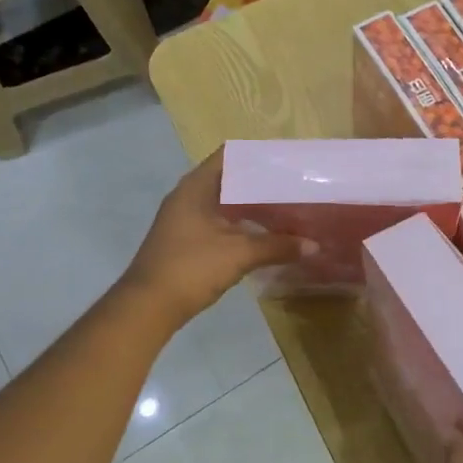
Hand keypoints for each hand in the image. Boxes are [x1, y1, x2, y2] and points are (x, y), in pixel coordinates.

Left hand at [121, 151, 312, 324]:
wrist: (148, 307)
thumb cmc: (192, 267)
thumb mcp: (240, 254)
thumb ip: (278, 246)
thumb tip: (314, 245)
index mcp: (196, 187)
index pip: (228, 155)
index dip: (257, 155)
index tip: (285, 160)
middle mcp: (187, 196)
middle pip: (228, 179)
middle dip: (259, 183)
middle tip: (292, 185)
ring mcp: (183, 219)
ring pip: (223, 203)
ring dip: (250, 205)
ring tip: (284, 207)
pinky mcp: (185, 240)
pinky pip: (218, 222)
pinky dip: (240, 223)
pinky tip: (262, 234)